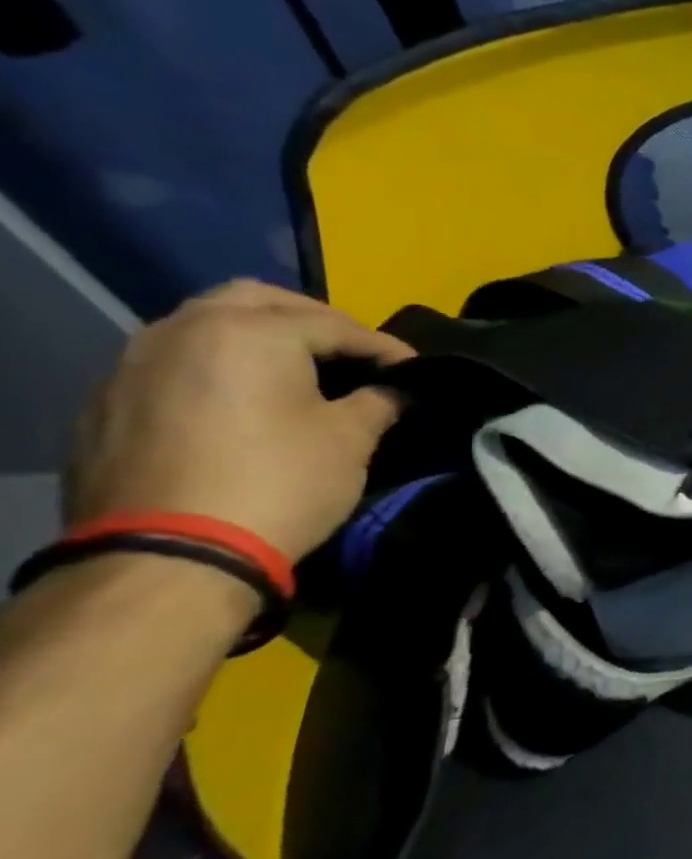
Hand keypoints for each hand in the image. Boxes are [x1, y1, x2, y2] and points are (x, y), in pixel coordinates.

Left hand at [64, 280, 413, 560]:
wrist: (169, 557)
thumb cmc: (280, 483)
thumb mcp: (350, 440)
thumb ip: (378, 402)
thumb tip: (395, 390)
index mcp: (250, 332)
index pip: (336, 325)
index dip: (384, 347)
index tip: (417, 369)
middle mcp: (183, 330)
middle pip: (258, 301)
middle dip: (313, 321)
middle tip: (352, 355)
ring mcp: (134, 364)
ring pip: (207, 327)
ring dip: (258, 340)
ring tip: (297, 374)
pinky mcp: (108, 403)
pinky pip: (175, 365)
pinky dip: (217, 369)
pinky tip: (243, 403)